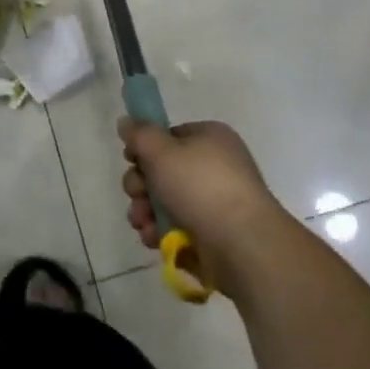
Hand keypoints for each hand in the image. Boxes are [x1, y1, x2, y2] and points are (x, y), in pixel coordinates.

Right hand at [119, 118, 281, 289]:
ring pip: (166, 202)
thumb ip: (139, 134)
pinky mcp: (212, 235)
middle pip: (163, 170)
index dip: (145, 147)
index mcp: (209, 139)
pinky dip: (162, 232)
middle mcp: (214, 167)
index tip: (130, 160)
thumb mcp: (161, 151)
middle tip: (136, 195)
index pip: (168, 136)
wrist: (244, 246)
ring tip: (143, 223)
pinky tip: (154, 239)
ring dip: (146, 211)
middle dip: (140, 185)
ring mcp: (215, 203)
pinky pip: (178, 228)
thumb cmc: (201, 187)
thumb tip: (126, 123)